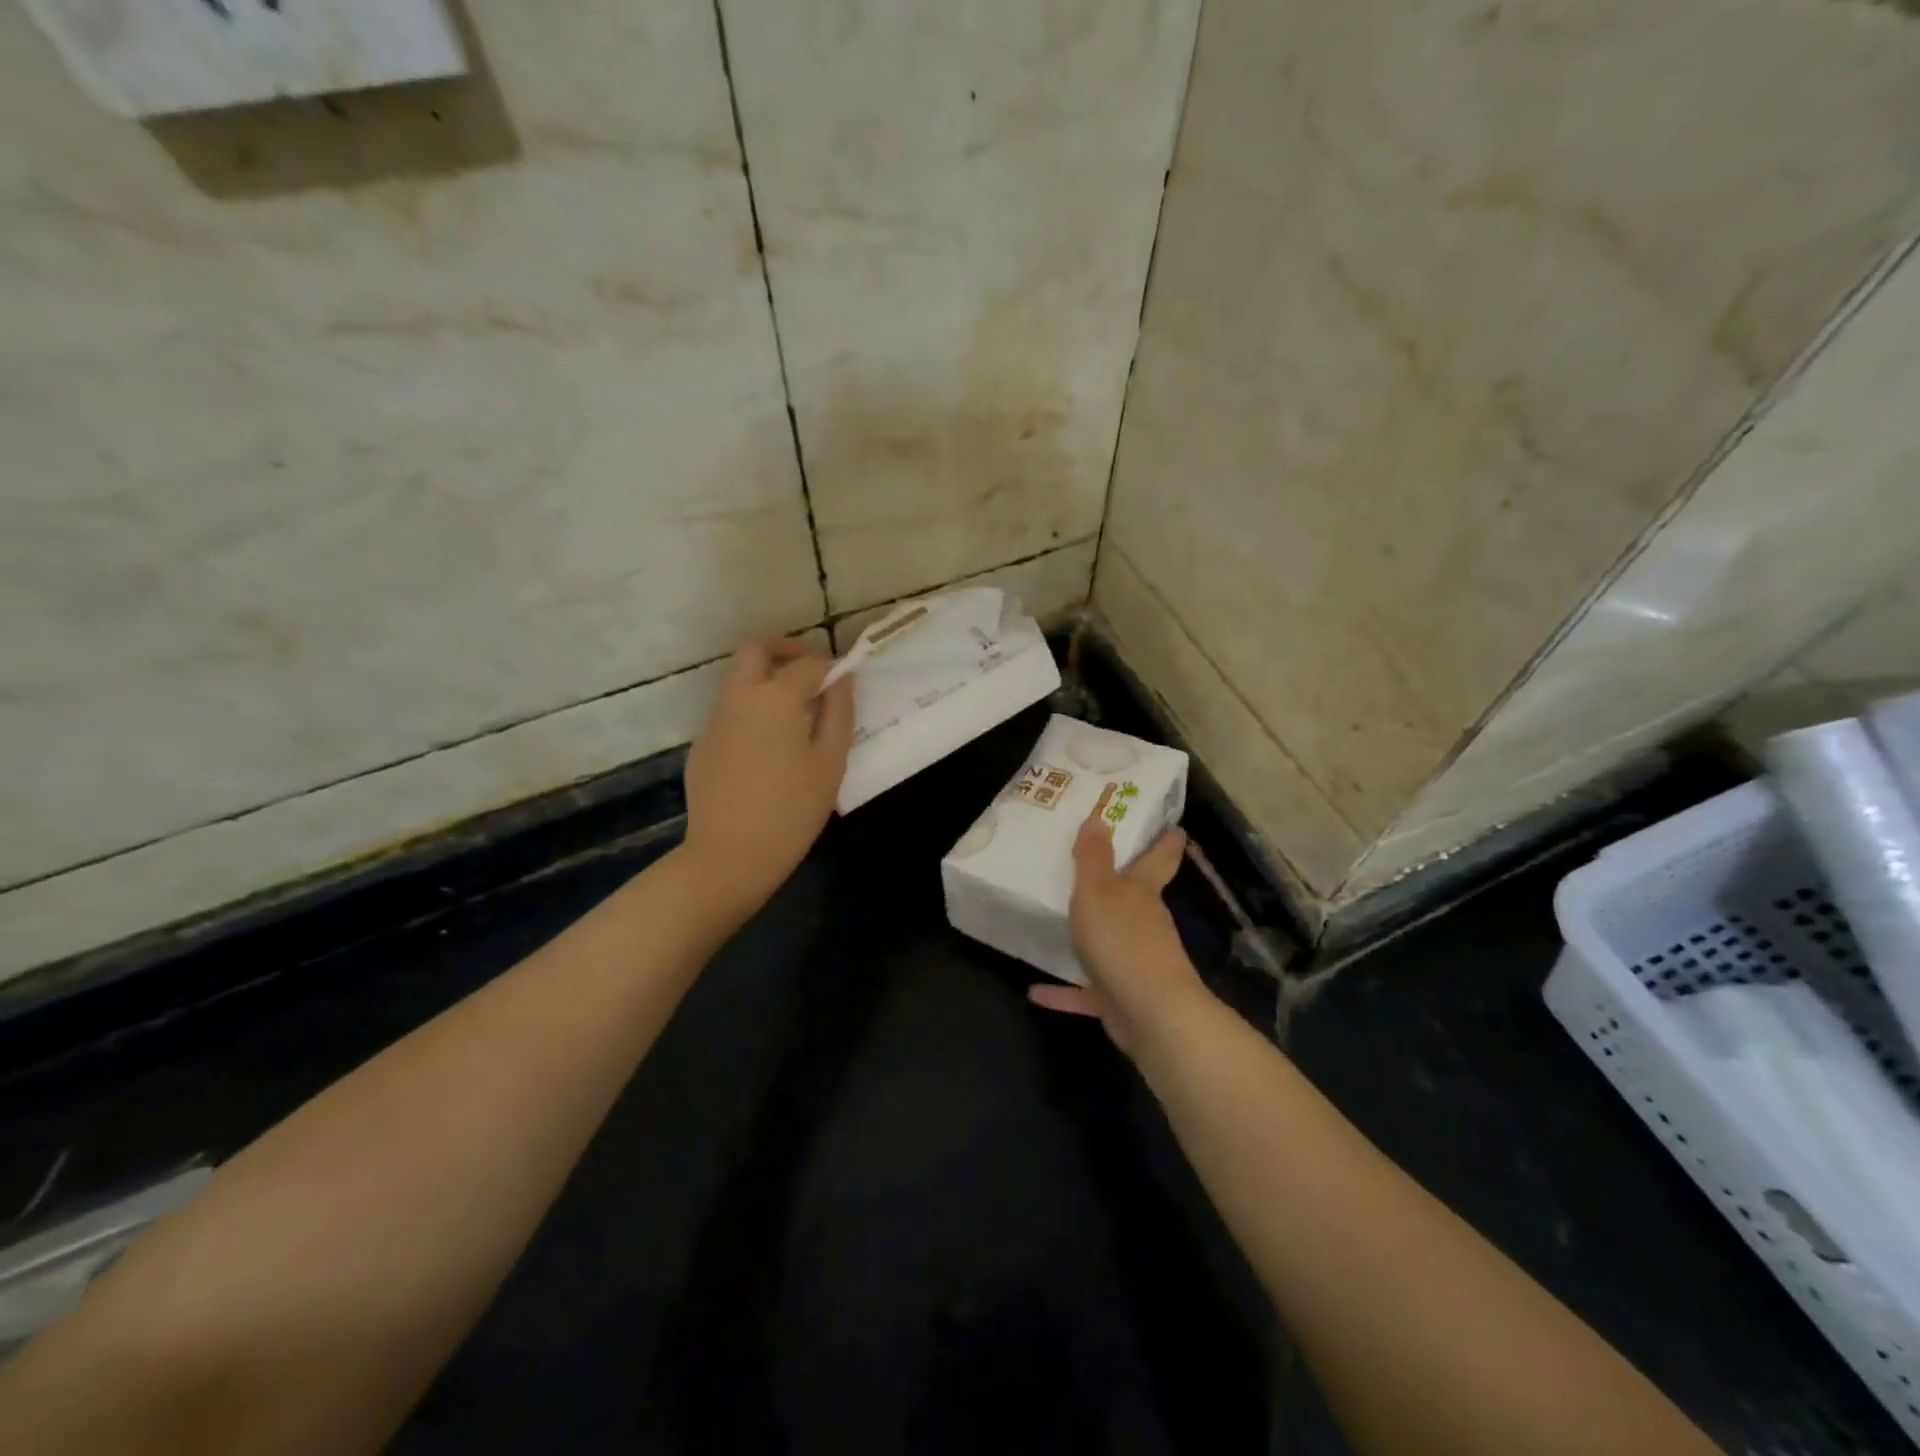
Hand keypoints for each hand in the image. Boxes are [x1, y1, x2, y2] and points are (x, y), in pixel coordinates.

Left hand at [682, 639, 854, 910]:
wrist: (730, 855)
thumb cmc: (792, 810)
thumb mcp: (830, 762)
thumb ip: (839, 712)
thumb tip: (842, 678)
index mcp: (774, 698)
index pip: (807, 663)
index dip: (830, 666)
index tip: (845, 681)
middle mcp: (738, 698)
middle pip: (756, 651)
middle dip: (785, 651)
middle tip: (811, 674)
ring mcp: (715, 720)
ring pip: (739, 680)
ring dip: (767, 681)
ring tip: (795, 714)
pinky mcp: (703, 744)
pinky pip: (730, 711)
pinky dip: (752, 711)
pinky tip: (769, 748)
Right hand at [1028, 811, 1204, 1054]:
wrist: (1149, 1013)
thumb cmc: (1123, 939)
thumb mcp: (1098, 891)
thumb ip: (1093, 858)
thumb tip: (1099, 819)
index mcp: (1142, 892)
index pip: (1160, 858)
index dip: (1167, 841)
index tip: (1174, 828)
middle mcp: (1145, 924)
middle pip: (1136, 900)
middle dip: (1123, 886)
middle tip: (1095, 869)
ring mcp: (1136, 962)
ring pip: (1111, 943)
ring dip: (1091, 938)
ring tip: (1061, 926)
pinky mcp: (1121, 997)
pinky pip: (1088, 990)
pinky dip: (1065, 991)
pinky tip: (1036, 990)